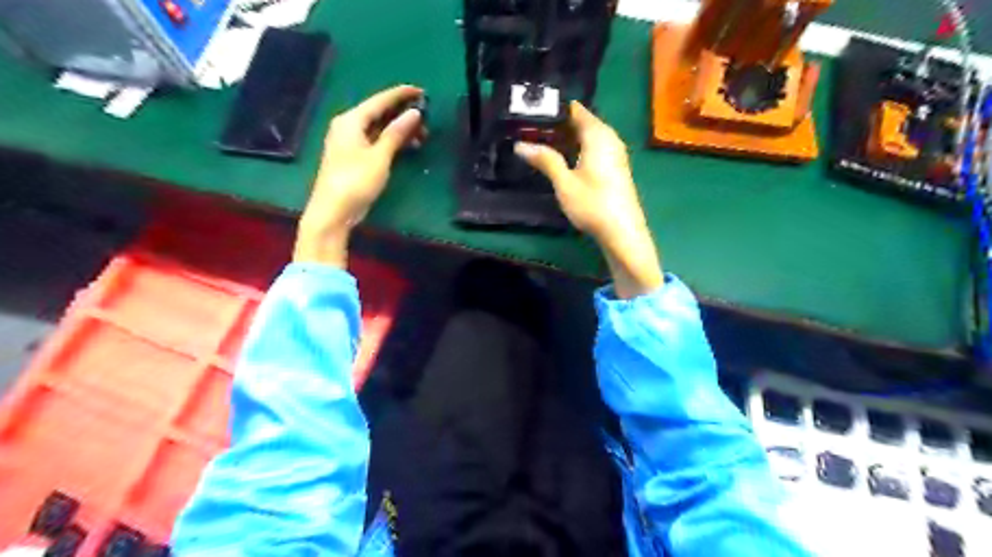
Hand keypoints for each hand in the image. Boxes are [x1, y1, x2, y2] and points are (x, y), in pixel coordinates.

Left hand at [293, 84, 420, 266]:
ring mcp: (350, 143)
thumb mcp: (380, 156)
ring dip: (399, 130)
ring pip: (378, 129)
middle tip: (426, 119)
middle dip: (403, 114)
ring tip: (421, 137)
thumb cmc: (355, 180)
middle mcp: (348, 126)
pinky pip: (376, 141)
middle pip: (379, 113)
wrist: (333, 210)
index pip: (379, 101)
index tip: (421, 91)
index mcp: (351, 120)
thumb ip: (396, 133)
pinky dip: (391, 141)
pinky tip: (406, 147)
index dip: (400, 95)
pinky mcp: (354, 157)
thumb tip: (413, 113)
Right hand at [516, 101, 661, 297]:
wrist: (622, 232)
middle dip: (559, 126)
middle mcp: (610, 138)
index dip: (555, 110)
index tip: (533, 114)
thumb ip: (545, 160)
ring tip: (543, 146)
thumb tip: (520, 145)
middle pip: (583, 123)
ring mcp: (615, 154)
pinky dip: (579, 150)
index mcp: (598, 135)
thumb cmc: (593, 203)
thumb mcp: (564, 182)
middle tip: (532, 132)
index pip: (576, 110)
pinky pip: (595, 149)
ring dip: (568, 140)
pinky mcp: (616, 169)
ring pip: (589, 137)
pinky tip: (564, 161)